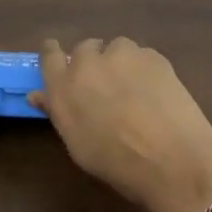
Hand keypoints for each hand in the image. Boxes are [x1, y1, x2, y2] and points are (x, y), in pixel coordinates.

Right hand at [30, 37, 211, 211]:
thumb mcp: (77, 144)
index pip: (50, 55)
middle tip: (106, 87)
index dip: (55, 55)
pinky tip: (158, 92)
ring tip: (136, 89)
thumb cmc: (116, 163)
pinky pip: (142, 55)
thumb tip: (39, 95)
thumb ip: (58, 112)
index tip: (63, 63)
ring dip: (121, 62)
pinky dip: (146, 68)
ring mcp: (122, 55)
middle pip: (85, 48)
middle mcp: (87, 63)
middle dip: (93, 62)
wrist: (171, 159)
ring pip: (117, 48)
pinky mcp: (153, 55)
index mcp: (62, 87)